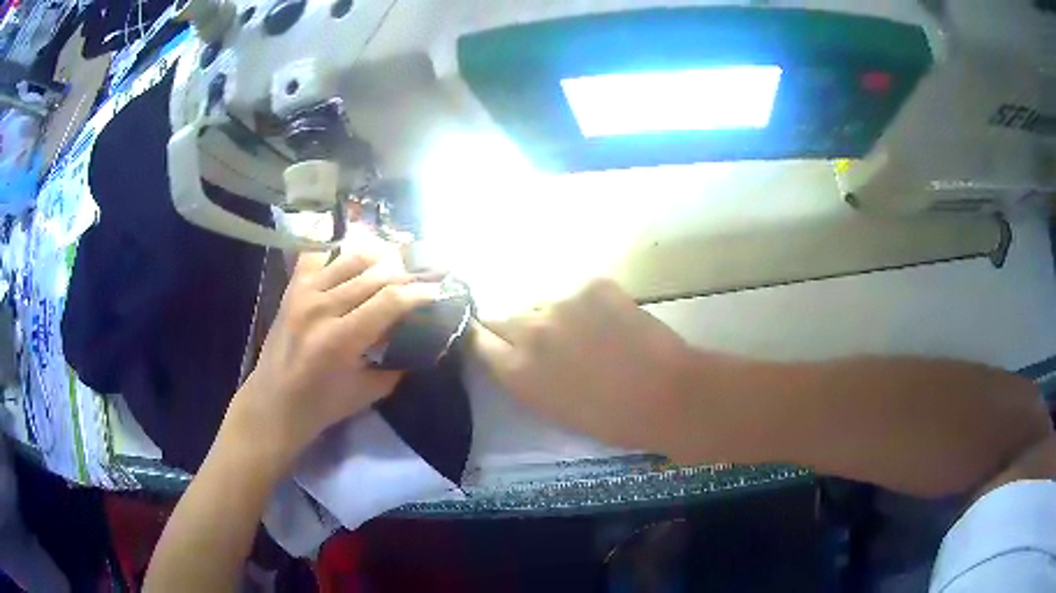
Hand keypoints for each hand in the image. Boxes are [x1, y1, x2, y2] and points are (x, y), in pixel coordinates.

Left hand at [226, 227, 437, 471]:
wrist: (273, 403)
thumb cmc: (320, 406)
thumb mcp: (366, 392)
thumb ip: (395, 362)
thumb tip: (421, 339)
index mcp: (340, 340)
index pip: (389, 301)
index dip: (419, 293)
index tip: (439, 291)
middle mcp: (321, 308)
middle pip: (374, 274)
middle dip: (406, 273)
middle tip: (424, 276)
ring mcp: (303, 293)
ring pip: (351, 258)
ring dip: (380, 257)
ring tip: (397, 262)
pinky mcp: (292, 288)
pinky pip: (317, 253)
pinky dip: (338, 249)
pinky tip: (353, 253)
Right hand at [473, 279, 712, 455]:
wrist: (666, 395)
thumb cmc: (609, 420)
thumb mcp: (550, 407)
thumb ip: (523, 377)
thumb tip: (514, 354)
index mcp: (516, 370)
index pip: (477, 339)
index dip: (486, 340)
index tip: (495, 344)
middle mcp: (530, 329)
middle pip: (504, 317)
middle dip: (516, 329)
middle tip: (544, 344)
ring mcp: (562, 302)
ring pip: (542, 304)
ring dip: (553, 317)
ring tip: (584, 335)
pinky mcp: (593, 285)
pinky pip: (577, 294)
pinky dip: (587, 306)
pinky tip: (610, 322)